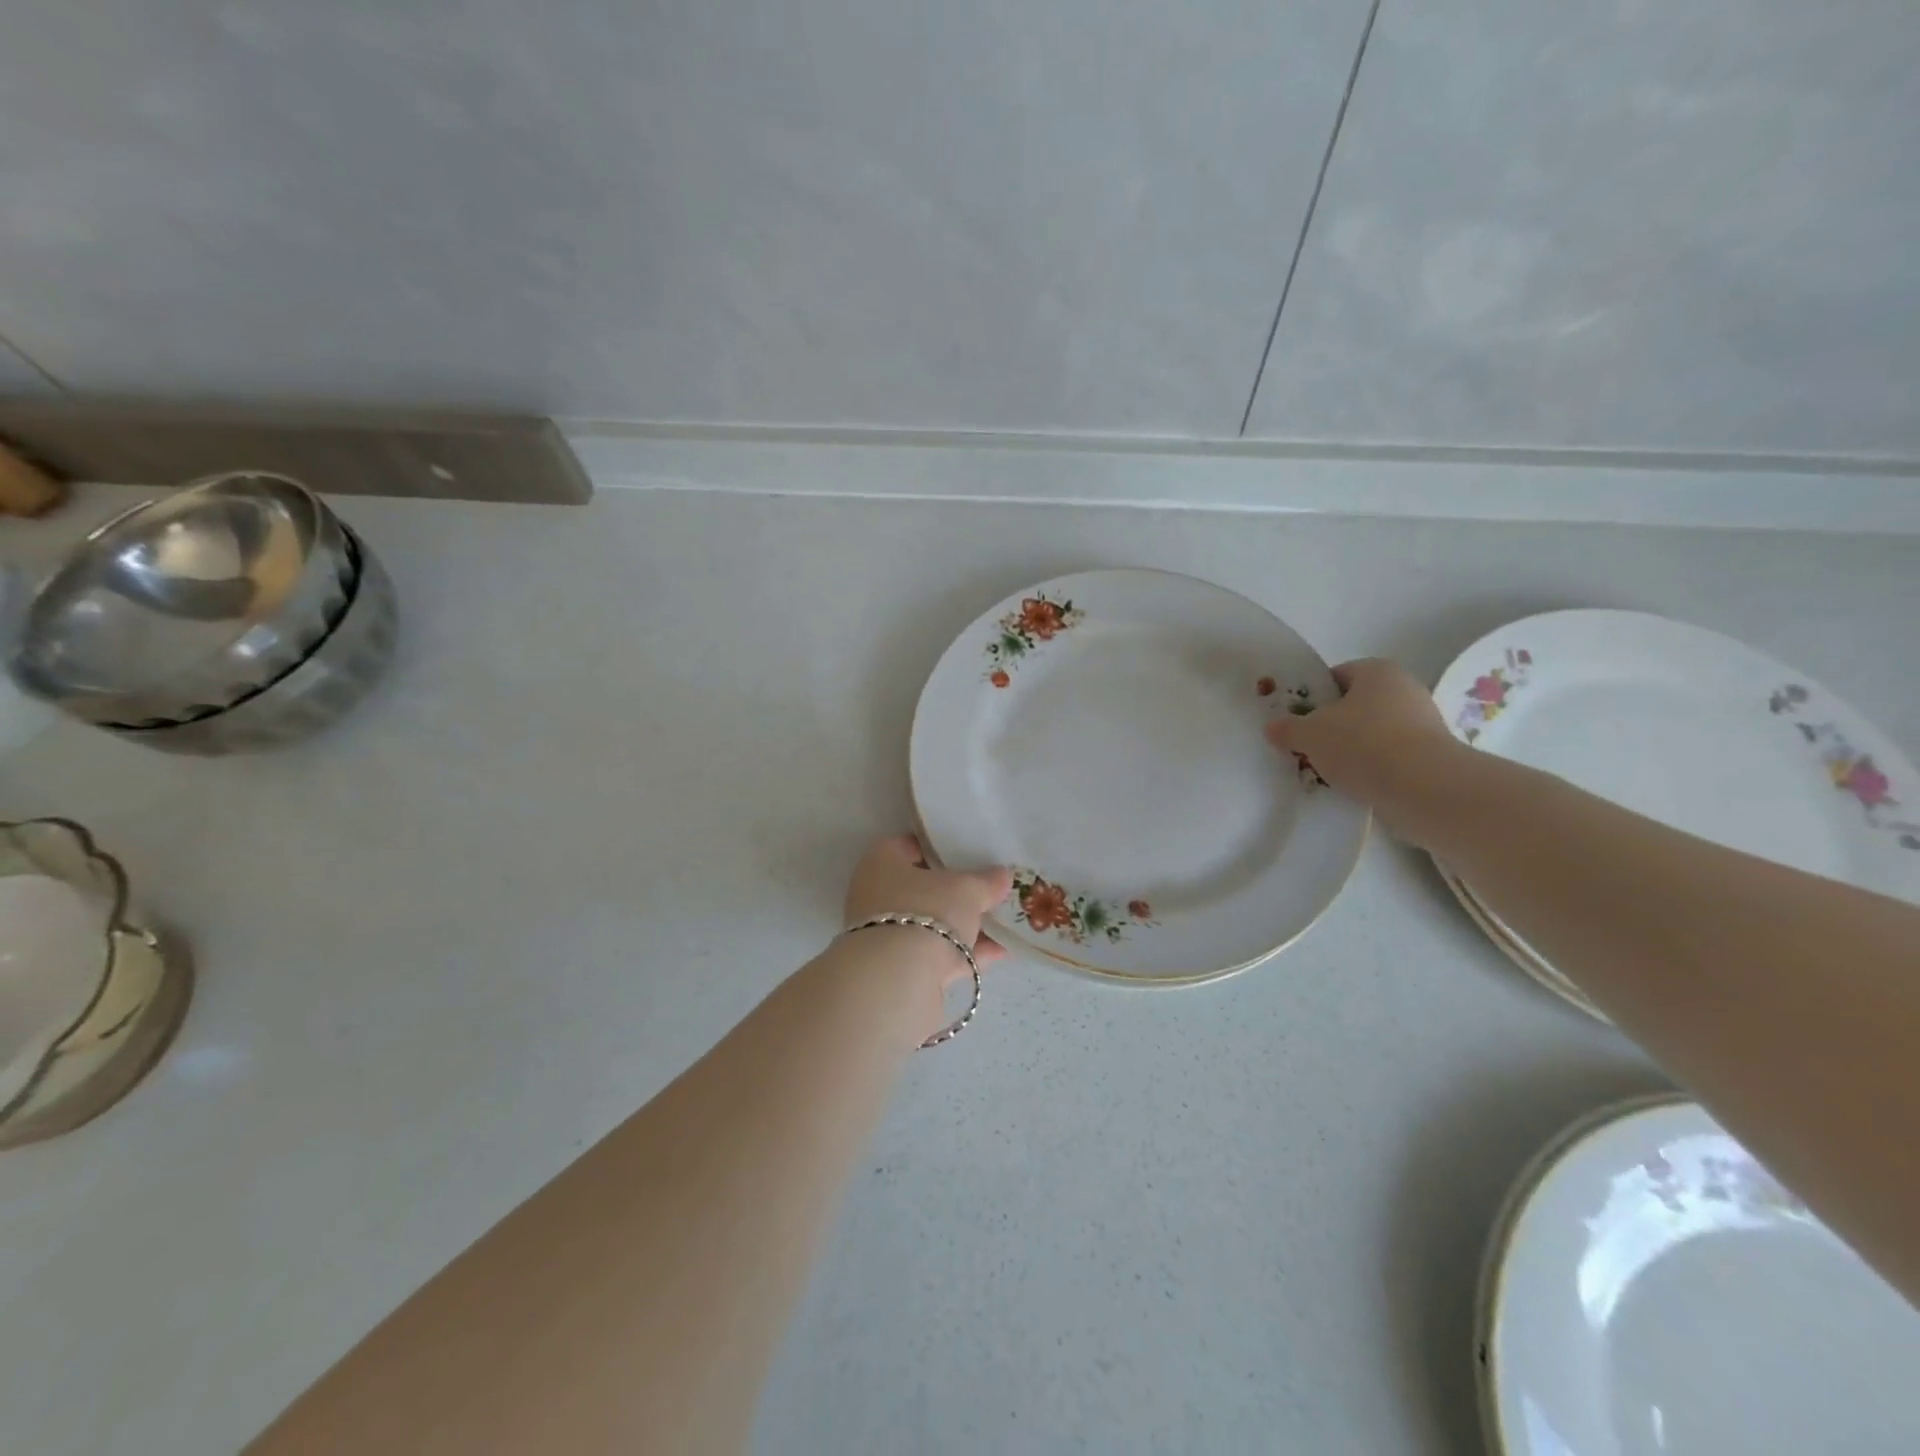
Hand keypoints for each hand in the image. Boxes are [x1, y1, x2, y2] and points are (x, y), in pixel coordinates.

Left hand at [843, 835, 1012, 981]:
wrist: (898, 979)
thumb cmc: (927, 911)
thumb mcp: (966, 889)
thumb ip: (986, 881)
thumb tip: (1003, 875)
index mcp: (881, 863)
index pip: (909, 846)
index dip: (939, 847)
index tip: (967, 852)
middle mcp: (876, 896)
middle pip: (921, 889)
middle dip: (955, 892)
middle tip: (987, 889)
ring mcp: (885, 935)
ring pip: (930, 924)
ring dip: (964, 926)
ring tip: (1001, 923)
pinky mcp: (898, 969)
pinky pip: (936, 954)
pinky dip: (964, 953)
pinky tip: (998, 953)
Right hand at [1264, 658, 1467, 840]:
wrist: (1424, 788)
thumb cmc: (1362, 744)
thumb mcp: (1309, 734)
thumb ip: (1288, 728)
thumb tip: (1273, 727)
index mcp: (1377, 671)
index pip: (1336, 676)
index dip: (1312, 697)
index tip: (1295, 720)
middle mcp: (1405, 689)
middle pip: (1354, 706)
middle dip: (1329, 726)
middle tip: (1305, 747)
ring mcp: (1422, 723)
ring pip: (1371, 733)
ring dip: (1349, 750)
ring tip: (1325, 771)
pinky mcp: (1430, 756)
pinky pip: (1388, 757)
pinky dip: (1370, 768)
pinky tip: (1351, 785)